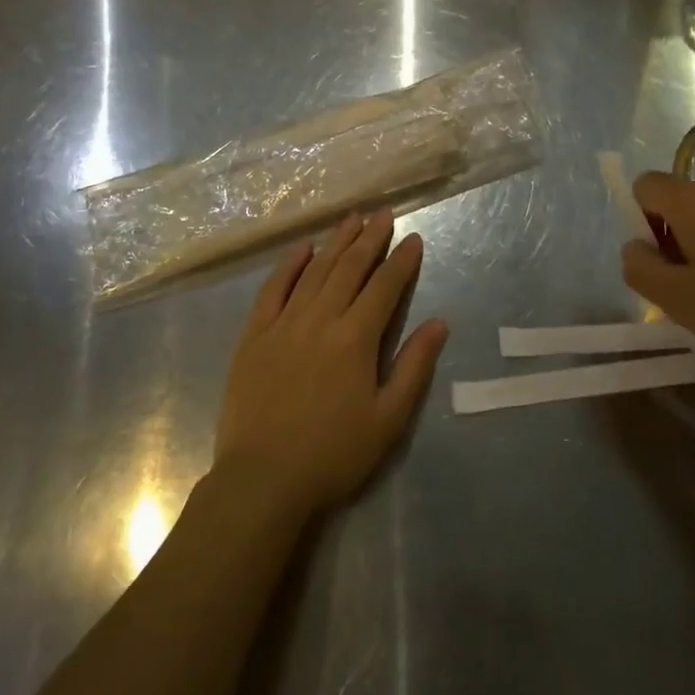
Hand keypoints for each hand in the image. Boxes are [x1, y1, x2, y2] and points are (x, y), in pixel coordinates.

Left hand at [214, 211, 448, 521]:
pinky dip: (289, 264)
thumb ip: (414, 367)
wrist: (262, 478)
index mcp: (355, 338)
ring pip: (315, 270)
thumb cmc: (333, 454)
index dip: (402, 261)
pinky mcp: (255, 333)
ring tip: (352, 220)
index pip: (385, 287)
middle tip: (384, 215)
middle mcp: (321, 318)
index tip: (414, 239)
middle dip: (371, 239)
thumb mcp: (388, 420)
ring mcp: (284, 322)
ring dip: (336, 242)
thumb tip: (439, 322)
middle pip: (350, 268)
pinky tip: (303, 248)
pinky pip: (274, 288)